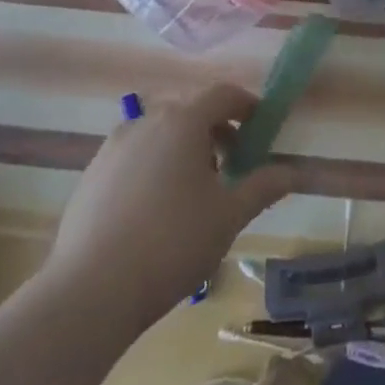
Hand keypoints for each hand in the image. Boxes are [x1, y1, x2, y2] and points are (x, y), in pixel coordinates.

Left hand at [46, 85, 296, 329]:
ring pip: (159, 133)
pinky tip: (155, 211)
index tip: (261, 128)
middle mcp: (146, 121)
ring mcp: (113, 146)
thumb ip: (263, 187)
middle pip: (190, 111)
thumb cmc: (172, 243)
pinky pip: (134, 155)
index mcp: (183, 121)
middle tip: (232, 166)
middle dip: (215, 131)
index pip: (223, 94)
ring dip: (183, 149)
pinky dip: (153, 166)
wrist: (91, 290)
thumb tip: (293, 171)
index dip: (247, 106)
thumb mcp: (229, 216)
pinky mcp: (91, 173)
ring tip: (193, 193)